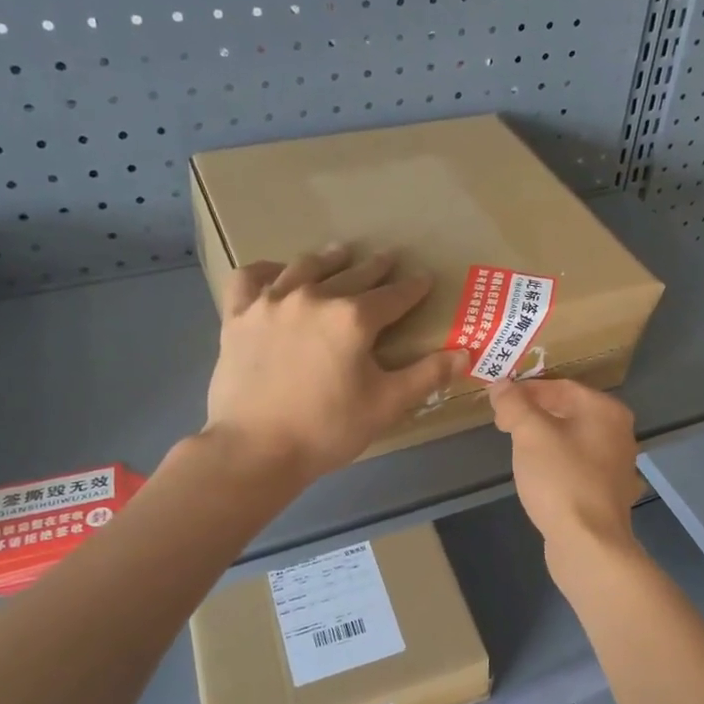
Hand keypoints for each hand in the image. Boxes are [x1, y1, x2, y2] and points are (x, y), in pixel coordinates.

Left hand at [205, 246, 469, 479]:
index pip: (394, 295)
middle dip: (376, 267)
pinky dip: (268, 270)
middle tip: (389, 259)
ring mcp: (270, 302)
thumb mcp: (387, 405)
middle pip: (352, 274)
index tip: (425, 278)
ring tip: (341, 253)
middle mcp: (313, 297)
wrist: (255, 450)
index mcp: (353, 318)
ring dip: (329, 259)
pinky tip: (277, 273)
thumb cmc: (327, 429)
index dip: (413, 287)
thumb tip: (465, 354)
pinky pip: (251, 278)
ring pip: (305, 267)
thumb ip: (427, 375)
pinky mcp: (238, 316)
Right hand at [489, 378, 641, 559]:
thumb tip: (501, 386)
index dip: (526, 390)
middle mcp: (619, 433)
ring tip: (517, 447)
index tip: (499, 401)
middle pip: (570, 411)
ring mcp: (618, 465)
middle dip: (535, 413)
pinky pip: (579, 466)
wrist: (588, 543)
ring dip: (546, 438)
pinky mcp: (609, 493)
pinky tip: (541, 476)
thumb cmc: (560, 479)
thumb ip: (514, 405)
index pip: (561, 386)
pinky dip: (558, 463)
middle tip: (503, 423)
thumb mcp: (530, 434)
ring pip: (575, 440)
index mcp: (606, 411)